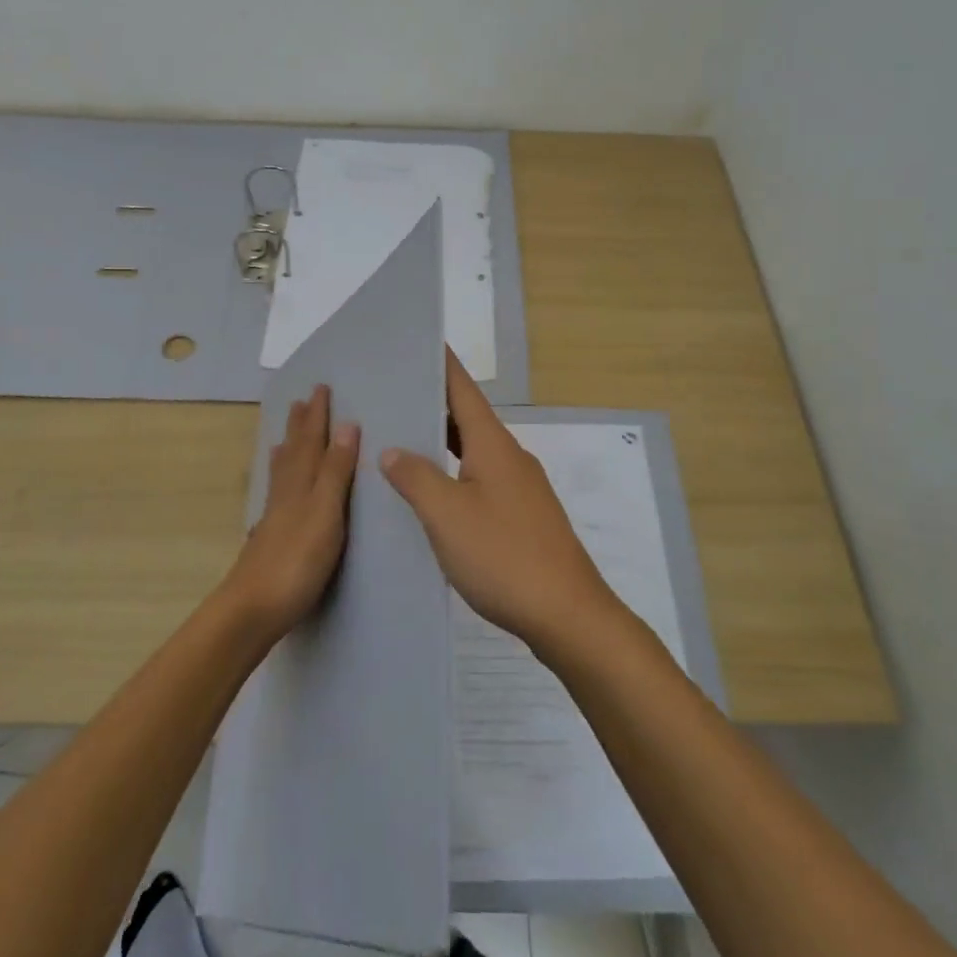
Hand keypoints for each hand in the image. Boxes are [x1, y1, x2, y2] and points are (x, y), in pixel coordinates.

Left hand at [225, 384, 359, 641]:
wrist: (252, 610)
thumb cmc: (296, 560)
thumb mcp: (325, 511)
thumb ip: (335, 470)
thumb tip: (346, 424)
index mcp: (300, 483)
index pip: (311, 440)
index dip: (317, 415)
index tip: (321, 387)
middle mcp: (285, 493)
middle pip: (293, 451)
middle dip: (300, 426)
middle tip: (301, 401)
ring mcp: (275, 517)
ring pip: (282, 472)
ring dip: (288, 449)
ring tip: (286, 434)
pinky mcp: (271, 539)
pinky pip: (278, 494)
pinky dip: (280, 481)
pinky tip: (278, 490)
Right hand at [380, 352, 616, 648]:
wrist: (566, 614)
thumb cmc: (504, 555)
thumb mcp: (447, 515)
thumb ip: (416, 478)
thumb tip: (394, 450)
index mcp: (493, 445)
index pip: (463, 390)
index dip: (441, 365)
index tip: (417, 342)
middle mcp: (510, 458)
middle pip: (467, 419)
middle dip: (432, 405)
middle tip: (390, 396)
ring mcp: (520, 489)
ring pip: (473, 453)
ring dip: (441, 444)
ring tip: (400, 443)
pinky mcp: (523, 518)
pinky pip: (480, 482)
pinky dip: (454, 476)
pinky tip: (431, 497)